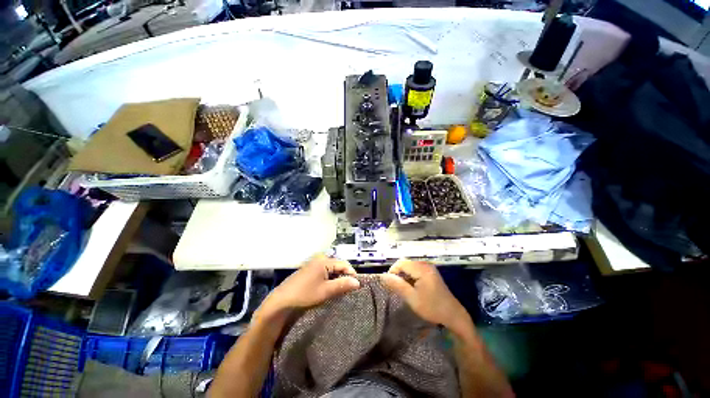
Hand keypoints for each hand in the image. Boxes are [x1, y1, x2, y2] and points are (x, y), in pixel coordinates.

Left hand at [259, 254, 359, 318]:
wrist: (282, 300)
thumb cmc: (305, 294)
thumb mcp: (326, 291)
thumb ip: (342, 285)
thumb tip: (357, 282)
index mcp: (324, 261)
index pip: (344, 264)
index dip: (351, 273)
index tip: (356, 285)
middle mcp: (320, 258)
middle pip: (338, 265)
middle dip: (344, 276)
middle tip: (347, 289)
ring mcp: (314, 263)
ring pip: (331, 269)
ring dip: (336, 278)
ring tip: (339, 290)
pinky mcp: (310, 269)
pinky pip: (324, 271)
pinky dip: (329, 278)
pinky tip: (328, 287)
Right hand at [380, 259, 468, 331]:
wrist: (453, 315)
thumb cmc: (432, 307)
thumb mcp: (412, 298)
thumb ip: (397, 285)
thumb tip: (383, 276)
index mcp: (422, 269)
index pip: (401, 263)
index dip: (392, 271)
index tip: (390, 284)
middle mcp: (425, 264)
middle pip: (405, 263)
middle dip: (398, 273)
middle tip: (396, 287)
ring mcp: (429, 268)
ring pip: (410, 266)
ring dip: (404, 275)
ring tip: (403, 288)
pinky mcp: (431, 272)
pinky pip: (416, 269)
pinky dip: (410, 276)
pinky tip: (411, 287)